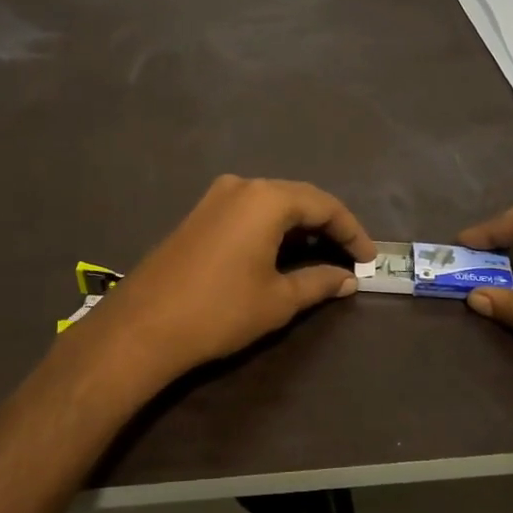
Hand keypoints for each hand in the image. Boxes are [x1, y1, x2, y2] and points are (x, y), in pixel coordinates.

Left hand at [76, 175, 372, 384]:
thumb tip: (347, 279)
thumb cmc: (220, 310)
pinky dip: (272, 228)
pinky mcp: (198, 214)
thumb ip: (318, 283)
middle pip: (298, 198)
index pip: (323, 205)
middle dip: (327, 226)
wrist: (143, 326)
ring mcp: (215, 197)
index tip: (370, 258)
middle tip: (350, 256)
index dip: (351, 231)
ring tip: (320, 256)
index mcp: (266, 198)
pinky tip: (281, 253)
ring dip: (299, 226)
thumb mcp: (278, 300)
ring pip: (271, 203)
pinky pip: (248, 211)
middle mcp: (242, 186)